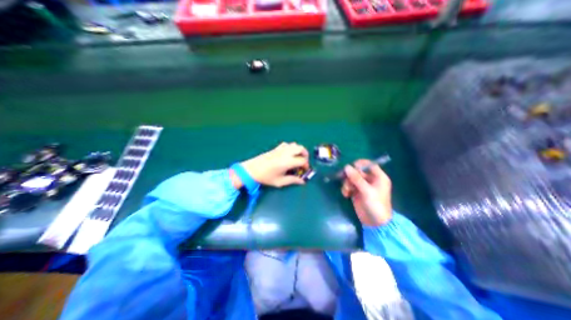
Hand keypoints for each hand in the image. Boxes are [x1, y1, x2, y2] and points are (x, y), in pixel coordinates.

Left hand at [236, 141, 309, 187]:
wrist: (252, 170)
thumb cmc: (266, 177)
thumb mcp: (280, 181)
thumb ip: (293, 180)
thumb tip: (302, 181)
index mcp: (287, 162)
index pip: (302, 160)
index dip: (306, 165)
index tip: (304, 170)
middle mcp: (286, 153)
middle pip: (301, 148)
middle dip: (305, 155)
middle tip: (303, 162)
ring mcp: (281, 149)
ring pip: (295, 145)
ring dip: (299, 150)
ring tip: (297, 158)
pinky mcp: (276, 148)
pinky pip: (287, 144)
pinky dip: (291, 148)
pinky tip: (288, 155)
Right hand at [341, 158, 390, 224]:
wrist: (374, 223)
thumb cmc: (375, 205)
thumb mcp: (366, 191)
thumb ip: (356, 178)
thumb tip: (346, 167)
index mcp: (378, 177)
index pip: (369, 165)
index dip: (360, 164)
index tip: (351, 167)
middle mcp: (370, 180)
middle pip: (358, 171)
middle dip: (351, 176)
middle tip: (347, 181)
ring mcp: (362, 186)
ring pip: (351, 178)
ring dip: (347, 183)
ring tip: (347, 191)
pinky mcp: (356, 192)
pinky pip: (349, 185)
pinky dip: (346, 189)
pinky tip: (346, 195)